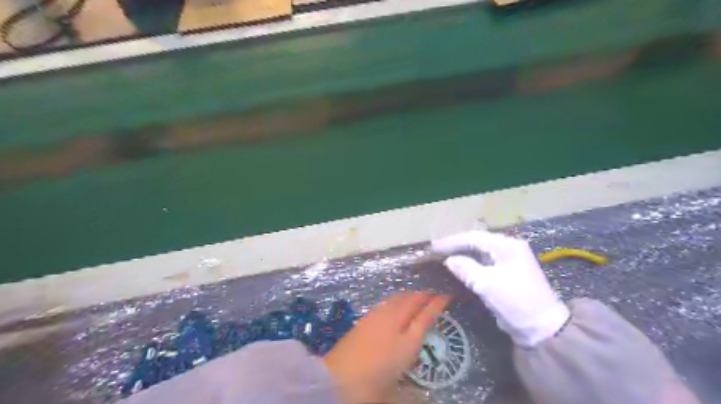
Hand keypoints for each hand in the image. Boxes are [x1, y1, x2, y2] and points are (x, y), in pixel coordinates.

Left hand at [326, 294, 448, 403]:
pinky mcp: (364, 319)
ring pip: (398, 299)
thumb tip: (420, 375)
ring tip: (417, 295)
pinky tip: (395, 303)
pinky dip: (395, 299)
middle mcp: (394, 324)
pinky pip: (386, 302)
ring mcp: (377, 318)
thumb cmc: (370, 386)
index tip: (448, 296)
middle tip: (433, 293)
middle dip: (424, 295)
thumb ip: (409, 379)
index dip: (438, 304)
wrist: (336, 378)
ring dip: (410, 295)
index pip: (426, 316)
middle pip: (412, 301)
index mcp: (406, 342)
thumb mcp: (396, 389)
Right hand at [433, 231, 568, 346]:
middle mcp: (508, 249)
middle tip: (435, 250)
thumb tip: (449, 260)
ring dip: (461, 254)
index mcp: (507, 246)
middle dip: (455, 246)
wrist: (541, 329)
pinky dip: (469, 264)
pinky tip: (457, 266)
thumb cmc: (515, 302)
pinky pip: (483, 263)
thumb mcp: (487, 284)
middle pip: (476, 242)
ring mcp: (508, 261)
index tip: (433, 247)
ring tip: (442, 256)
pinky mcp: (506, 273)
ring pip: (479, 252)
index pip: (474, 237)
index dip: (451, 241)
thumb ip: (465, 268)